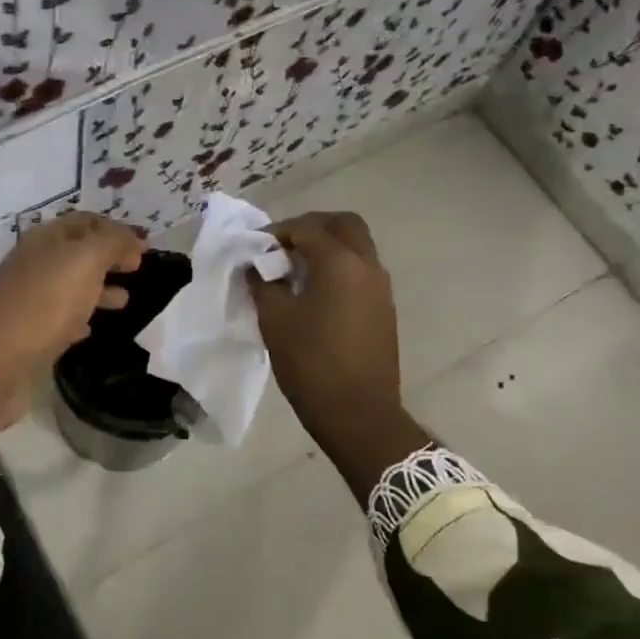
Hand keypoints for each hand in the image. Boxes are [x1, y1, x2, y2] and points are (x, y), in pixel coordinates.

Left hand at [0, 213, 145, 426]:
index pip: (85, 222)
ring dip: (98, 288)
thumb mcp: (84, 262)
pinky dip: (80, 317)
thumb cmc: (43, 304)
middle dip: (108, 258)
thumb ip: (112, 244)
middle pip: (77, 253)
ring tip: (125, 301)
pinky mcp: (28, 332)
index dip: (116, 230)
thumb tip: (132, 242)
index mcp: (45, 240)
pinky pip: (59, 317)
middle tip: (137, 271)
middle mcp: (34, 264)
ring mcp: (29, 298)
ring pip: (70, 285)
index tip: (144, 248)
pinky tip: (92, 328)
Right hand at [250, 211, 428, 499]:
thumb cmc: (311, 362)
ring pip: (356, 248)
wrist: (358, 413)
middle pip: (344, 225)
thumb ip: (263, 283)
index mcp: (340, 262)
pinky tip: (313, 294)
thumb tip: (257, 266)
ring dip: (327, 248)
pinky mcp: (384, 310)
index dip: (277, 231)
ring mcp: (381, 289)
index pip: (307, 228)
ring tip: (294, 271)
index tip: (255, 247)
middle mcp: (367, 266)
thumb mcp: (275, 319)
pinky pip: (361, 272)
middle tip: (283, 246)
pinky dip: (338, 269)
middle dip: (312, 227)